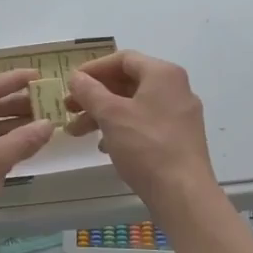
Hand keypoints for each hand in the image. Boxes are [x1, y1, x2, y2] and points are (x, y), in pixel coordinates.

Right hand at [67, 51, 217, 207]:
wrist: (183, 194)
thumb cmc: (146, 146)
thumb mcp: (111, 115)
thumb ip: (90, 91)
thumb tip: (76, 77)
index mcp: (163, 74)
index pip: (123, 59)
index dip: (94, 69)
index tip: (72, 83)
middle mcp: (176, 88)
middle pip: (128, 82)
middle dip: (95, 95)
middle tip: (70, 109)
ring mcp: (181, 114)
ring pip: (135, 105)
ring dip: (104, 114)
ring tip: (78, 132)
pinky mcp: (181, 137)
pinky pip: (146, 123)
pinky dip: (123, 128)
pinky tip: (105, 147)